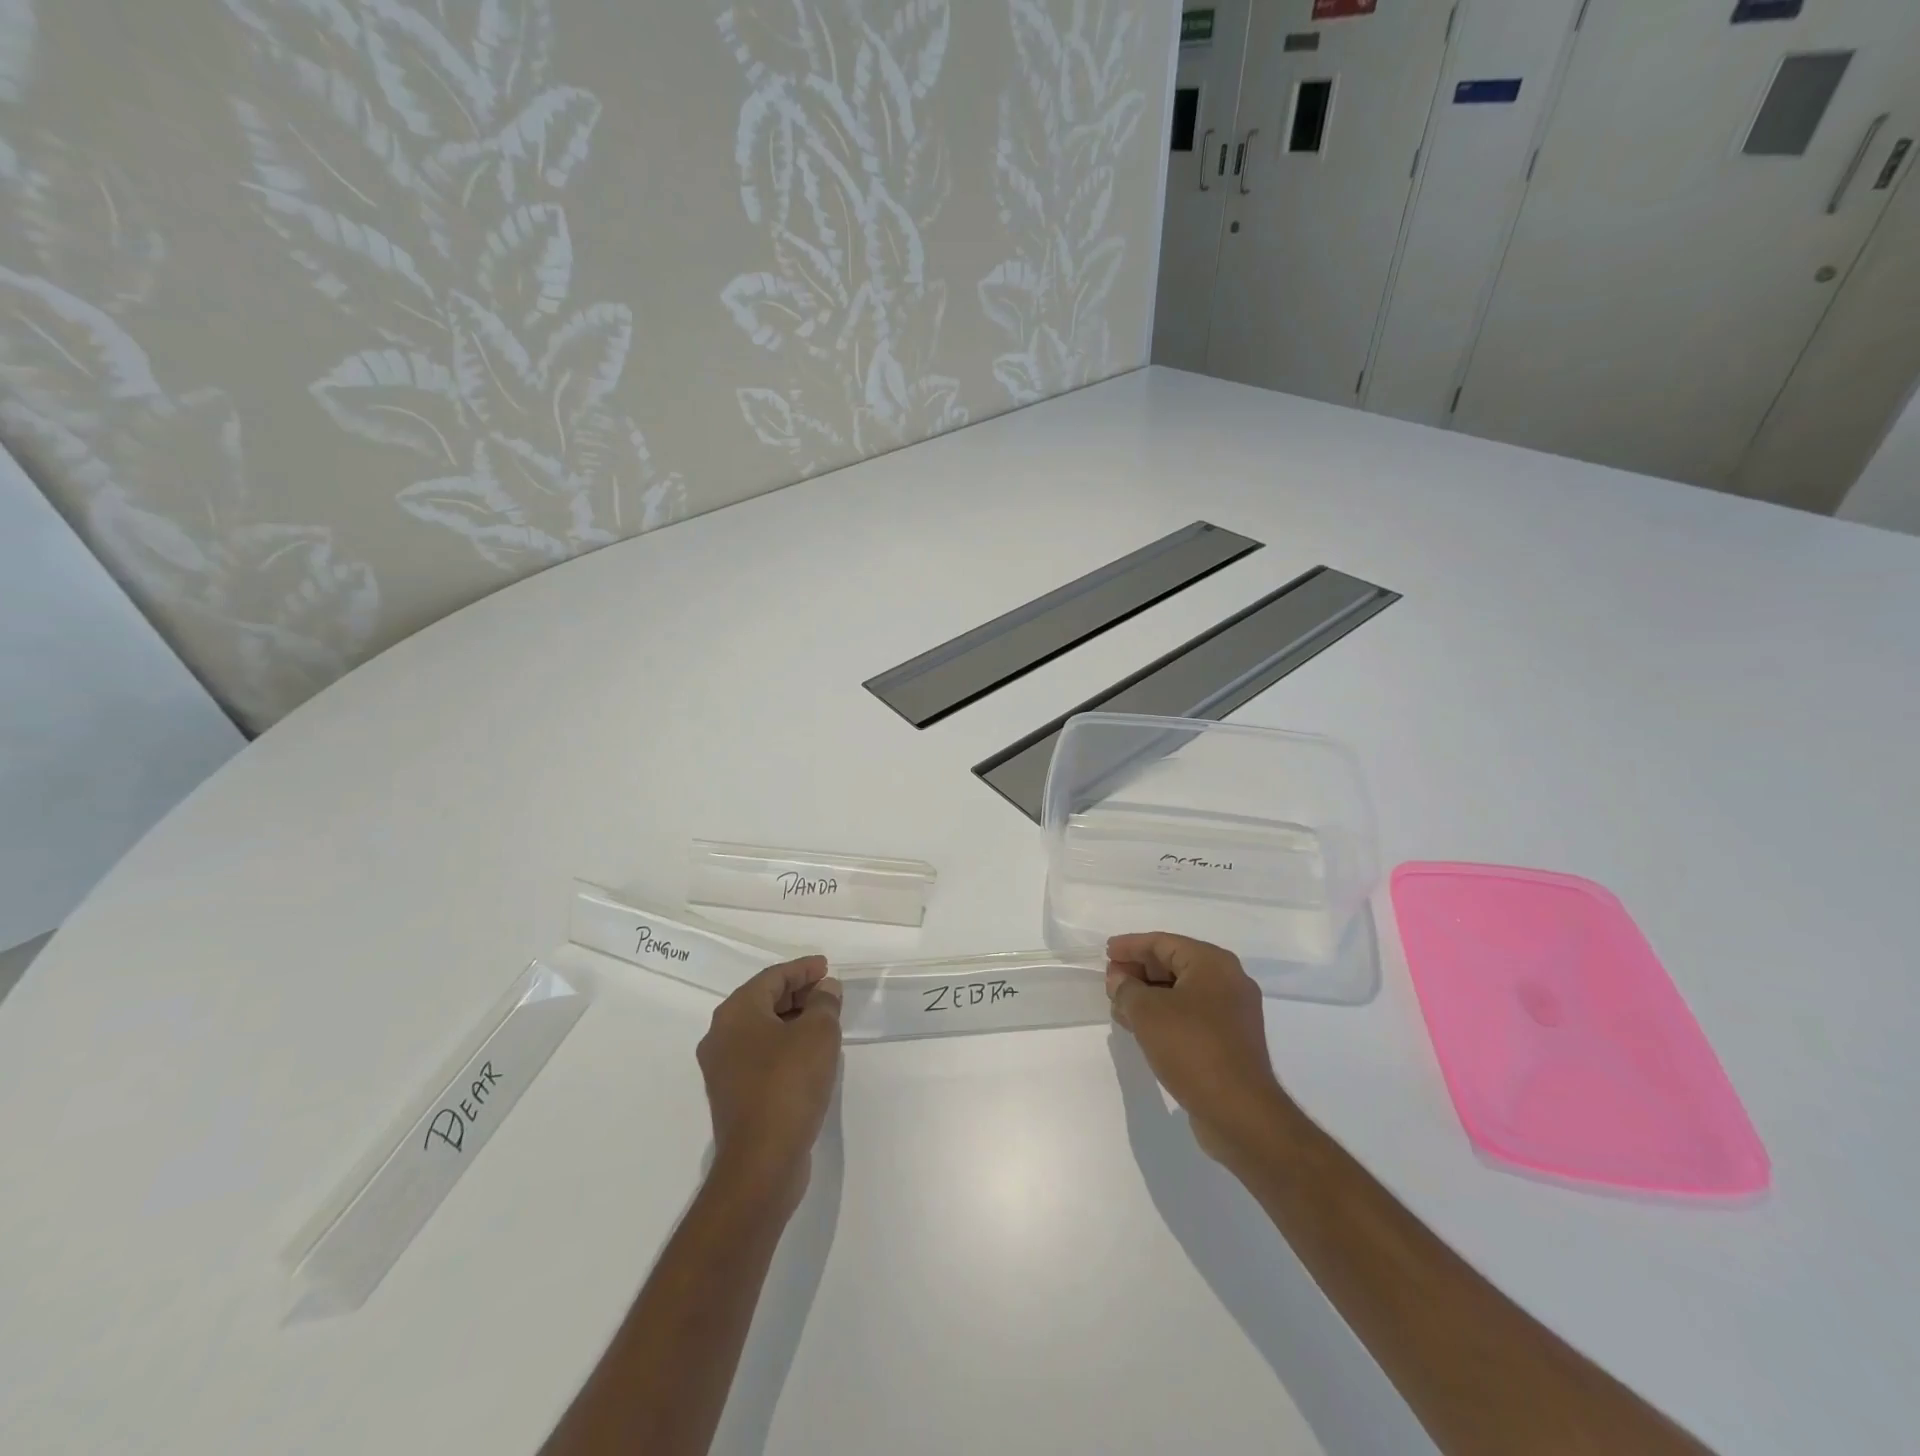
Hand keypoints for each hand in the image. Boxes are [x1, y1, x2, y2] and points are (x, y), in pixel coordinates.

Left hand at [697, 956, 842, 1213]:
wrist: (761, 1162)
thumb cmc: (788, 1084)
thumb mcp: (818, 1034)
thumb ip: (824, 1003)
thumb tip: (825, 990)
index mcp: (736, 1013)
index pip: (772, 977)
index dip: (802, 969)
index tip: (827, 967)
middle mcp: (721, 1036)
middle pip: (763, 1001)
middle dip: (798, 993)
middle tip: (829, 993)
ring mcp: (723, 1069)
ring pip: (761, 1030)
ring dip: (792, 1020)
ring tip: (824, 1021)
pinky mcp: (733, 1096)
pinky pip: (761, 1056)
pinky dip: (784, 1046)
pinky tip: (809, 1055)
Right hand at [1105, 932, 1290, 1167]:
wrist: (1239, 1112)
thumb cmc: (1192, 1047)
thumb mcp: (1147, 1012)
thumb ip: (1127, 989)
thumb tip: (1119, 979)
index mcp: (1213, 963)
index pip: (1163, 943)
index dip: (1131, 946)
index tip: (1106, 952)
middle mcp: (1228, 981)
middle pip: (1174, 965)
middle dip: (1139, 971)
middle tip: (1110, 981)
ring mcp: (1233, 1013)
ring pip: (1181, 992)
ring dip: (1149, 996)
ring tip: (1118, 1006)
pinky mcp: (1230, 1041)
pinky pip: (1191, 1015)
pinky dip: (1165, 1015)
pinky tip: (1141, 1027)